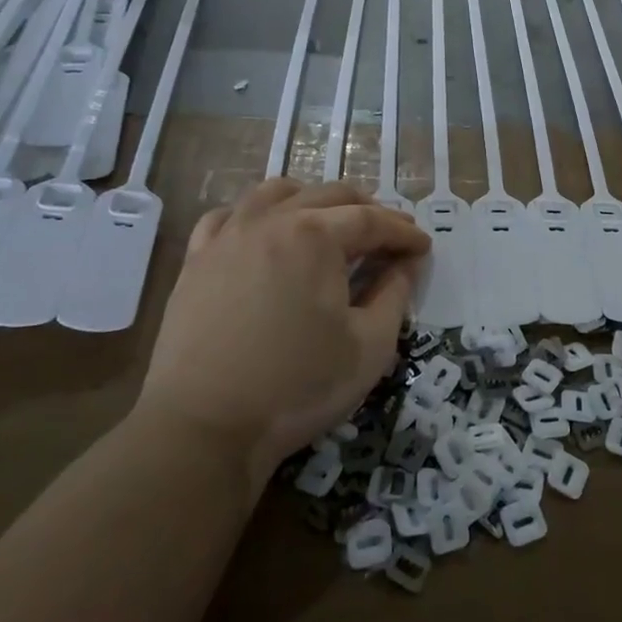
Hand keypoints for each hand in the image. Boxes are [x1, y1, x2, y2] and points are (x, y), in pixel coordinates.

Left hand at [135, 179, 430, 489]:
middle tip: (390, 235)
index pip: (372, 220)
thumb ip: (395, 294)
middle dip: (368, 210)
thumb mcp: (370, 345)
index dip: (403, 232)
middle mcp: (271, 220)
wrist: (204, 427)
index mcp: (316, 236)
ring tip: (330, 222)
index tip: (423, 248)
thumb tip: (407, 263)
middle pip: (329, 196)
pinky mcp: (197, 260)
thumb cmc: (298, 386)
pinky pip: (228, 216)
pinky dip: (256, 215)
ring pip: (277, 193)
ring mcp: (228, 236)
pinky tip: (265, 233)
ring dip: (313, 200)